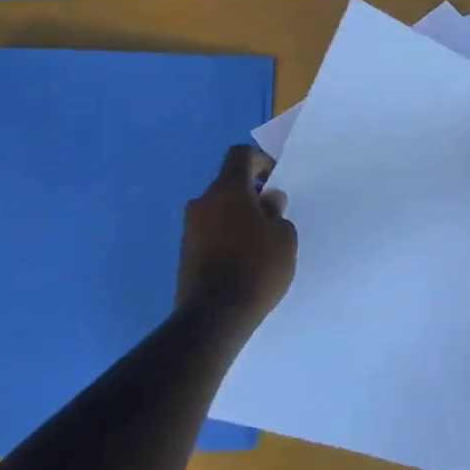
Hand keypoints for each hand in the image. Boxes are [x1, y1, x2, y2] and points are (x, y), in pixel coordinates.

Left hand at [176, 145, 297, 330]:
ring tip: (260, 242)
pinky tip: (243, 259)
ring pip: (218, 209)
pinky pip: (210, 231)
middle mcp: (203, 201)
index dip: (260, 161)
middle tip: (272, 216)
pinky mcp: (185, 252)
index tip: (275, 180)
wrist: (215, 315)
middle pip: (228, 183)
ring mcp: (190, 227)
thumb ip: (277, 212)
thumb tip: (268, 200)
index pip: (240, 155)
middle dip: (251, 193)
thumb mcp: (284, 238)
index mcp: (228, 189)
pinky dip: (226, 235)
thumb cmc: (257, 267)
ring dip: (237, 216)